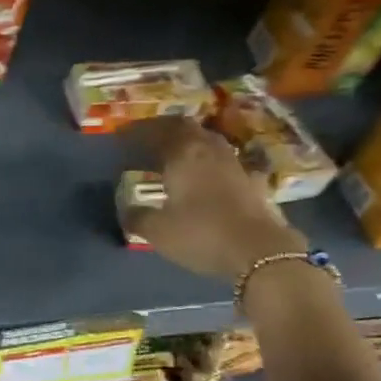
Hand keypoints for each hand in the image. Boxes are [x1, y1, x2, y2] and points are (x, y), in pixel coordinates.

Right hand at [124, 117, 309, 279]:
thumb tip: (126, 210)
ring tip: (176, 154)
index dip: (137, 131)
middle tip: (148, 139)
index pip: (156, 130)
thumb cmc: (201, 234)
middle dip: (165, 130)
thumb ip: (137, 216)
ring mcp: (235, 163)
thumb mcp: (158, 231)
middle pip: (186, 128)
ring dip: (191, 142)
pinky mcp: (253, 181)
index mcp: (182, 154)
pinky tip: (212, 175)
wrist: (259, 251)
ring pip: (209, 141)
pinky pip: (228, 163)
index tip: (122, 136)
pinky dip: (214, 164)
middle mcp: (209, 150)